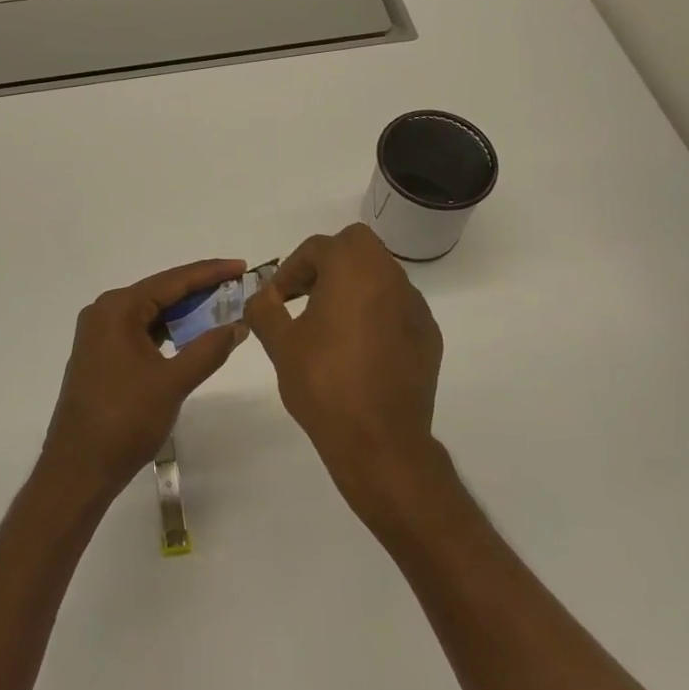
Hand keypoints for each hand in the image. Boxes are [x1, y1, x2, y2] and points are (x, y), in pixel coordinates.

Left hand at [41, 259, 250, 498]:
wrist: (78, 469)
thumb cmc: (124, 420)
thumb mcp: (173, 382)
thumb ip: (208, 349)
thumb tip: (238, 325)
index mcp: (118, 309)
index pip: (172, 281)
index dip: (209, 273)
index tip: (241, 266)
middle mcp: (104, 312)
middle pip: (160, 292)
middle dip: (199, 291)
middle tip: (237, 287)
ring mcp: (99, 334)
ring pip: (151, 313)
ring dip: (184, 313)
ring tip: (222, 308)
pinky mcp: (101, 354)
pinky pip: (141, 331)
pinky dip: (167, 331)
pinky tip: (191, 336)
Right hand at [244, 224, 444, 512]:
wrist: (380, 442)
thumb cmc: (324, 383)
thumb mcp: (281, 343)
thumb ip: (264, 310)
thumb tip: (260, 297)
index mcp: (353, 267)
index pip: (318, 247)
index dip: (291, 269)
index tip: (278, 298)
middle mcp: (390, 276)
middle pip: (356, 248)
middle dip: (327, 265)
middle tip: (305, 297)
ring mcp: (415, 306)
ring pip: (380, 276)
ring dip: (353, 288)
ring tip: (330, 325)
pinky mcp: (429, 336)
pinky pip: (397, 309)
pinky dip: (376, 314)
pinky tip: (359, 350)